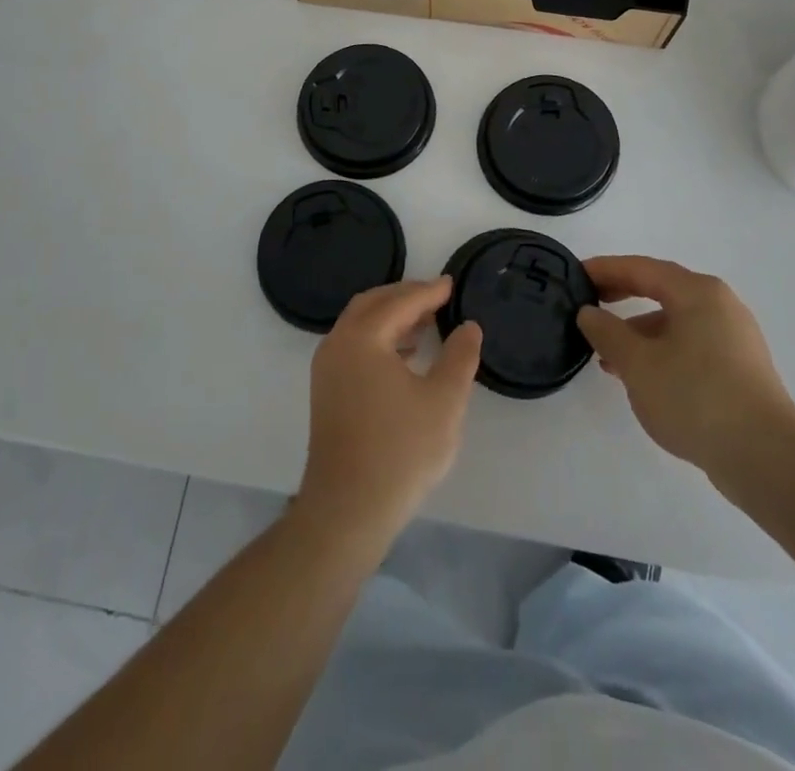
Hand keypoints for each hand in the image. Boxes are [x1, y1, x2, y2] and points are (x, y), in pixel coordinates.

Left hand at [297, 278, 482, 545]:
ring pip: (360, 326)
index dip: (429, 291)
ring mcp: (327, 369)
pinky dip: (379, 339)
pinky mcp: (326, 392)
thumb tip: (468, 327)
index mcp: (362, 337)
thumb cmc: (400, 451)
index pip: (400, 302)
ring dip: (391, 318)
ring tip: (426, 324)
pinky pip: (354, 346)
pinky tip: (405, 357)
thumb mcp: (444, 401)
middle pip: (373, 304)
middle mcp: (338, 344)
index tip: (452, 284)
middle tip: (437, 297)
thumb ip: (460, 357)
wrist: (347, 510)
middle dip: (405, 297)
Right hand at [578, 257, 794, 503]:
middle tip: (588, 305)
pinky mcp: (741, 369)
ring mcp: (735, 338)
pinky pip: (691, 345)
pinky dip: (661, 351)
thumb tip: (589, 312)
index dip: (605, 269)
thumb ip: (607, 332)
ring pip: (676, 321)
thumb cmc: (695, 397)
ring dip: (639, 331)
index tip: (575, 274)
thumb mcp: (637, 363)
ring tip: (608, 356)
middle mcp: (721, 305)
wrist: (766, 459)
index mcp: (698, 292)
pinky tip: (643, 378)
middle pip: (662, 290)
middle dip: (622, 296)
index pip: (642, 268)